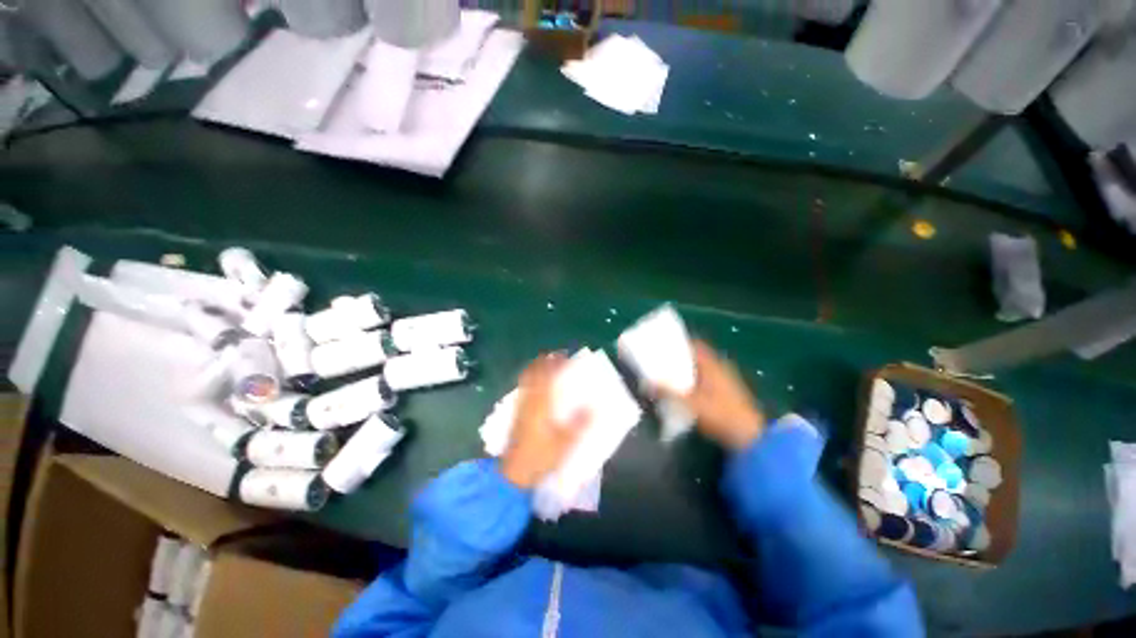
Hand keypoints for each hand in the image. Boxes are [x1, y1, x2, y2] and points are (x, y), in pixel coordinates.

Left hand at [501, 354, 587, 488]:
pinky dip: (532, 381)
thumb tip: (592, 407)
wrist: (514, 474)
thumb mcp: (565, 443)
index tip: (564, 355)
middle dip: (543, 362)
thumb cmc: (540, 457)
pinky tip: (539, 388)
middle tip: (556, 358)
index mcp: (541, 403)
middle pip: (532, 372)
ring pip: (526, 379)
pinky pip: (524, 389)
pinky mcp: (517, 414)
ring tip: (548, 369)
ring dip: (536, 370)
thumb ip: (579, 424)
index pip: (546, 375)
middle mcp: (528, 399)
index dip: (554, 362)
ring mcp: (520, 406)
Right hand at [662, 340, 764, 449]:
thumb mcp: (690, 403)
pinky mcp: (727, 395)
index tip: (662, 345)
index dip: (679, 343)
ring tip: (666, 376)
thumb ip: (668, 392)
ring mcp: (726, 381)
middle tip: (660, 362)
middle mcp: (720, 368)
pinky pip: (705, 382)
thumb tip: (647, 383)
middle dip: (679, 359)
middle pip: (696, 358)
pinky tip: (682, 392)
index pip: (695, 345)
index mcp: (713, 364)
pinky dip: (693, 383)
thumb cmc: (721, 415)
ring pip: (701, 371)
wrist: (751, 438)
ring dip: (686, 372)